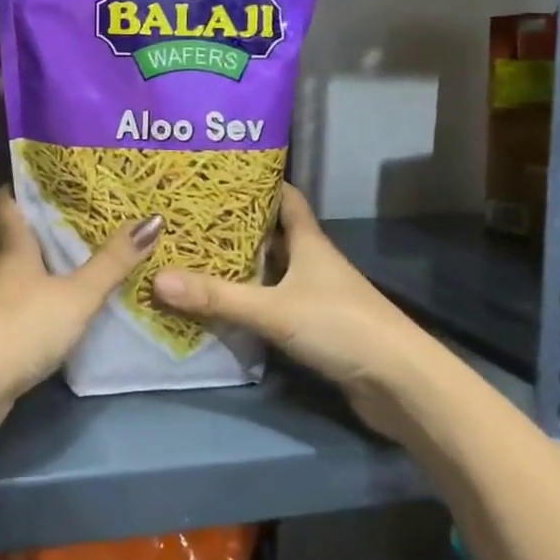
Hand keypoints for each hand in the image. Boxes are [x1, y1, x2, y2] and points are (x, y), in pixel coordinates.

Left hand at [0, 189, 161, 431]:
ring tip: (78, 250)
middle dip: (42, 221)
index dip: (21, 184)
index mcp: (11, 242)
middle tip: (80, 211)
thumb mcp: (77, 295)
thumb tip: (153, 218)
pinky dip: (37, 289)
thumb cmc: (24, 326)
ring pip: (16, 264)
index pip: (5, 198)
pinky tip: (60, 296)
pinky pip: (18, 294)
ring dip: (41, 257)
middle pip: (14, 231)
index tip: (49, 174)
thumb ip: (112, 262)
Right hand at [152, 183, 441, 437]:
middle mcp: (313, 262)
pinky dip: (250, 298)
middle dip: (235, 224)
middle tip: (190, 215)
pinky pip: (273, 301)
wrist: (403, 386)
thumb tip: (156, 277)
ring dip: (241, 263)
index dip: (258, 181)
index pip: (286, 197)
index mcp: (309, 243)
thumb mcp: (274, 309)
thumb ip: (217, 297)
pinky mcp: (317, 327)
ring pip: (272, 269)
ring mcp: (317, 295)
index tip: (220, 173)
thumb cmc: (343, 327)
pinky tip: (221, 303)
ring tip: (194, 253)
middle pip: (272, 233)